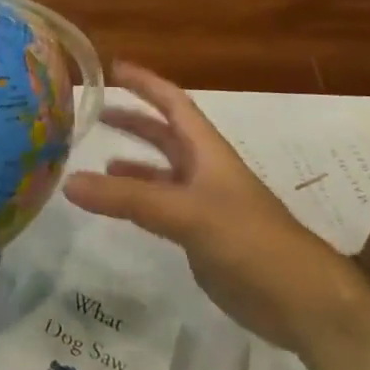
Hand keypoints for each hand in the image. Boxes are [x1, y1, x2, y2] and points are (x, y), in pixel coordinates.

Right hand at [64, 62, 369, 351]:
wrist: (302, 302)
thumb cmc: (251, 241)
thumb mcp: (186, 213)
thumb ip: (127, 199)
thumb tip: (68, 181)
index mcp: (208, 152)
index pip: (173, 104)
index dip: (145, 83)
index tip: (111, 67)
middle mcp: (205, 172)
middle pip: (165, 135)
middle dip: (133, 120)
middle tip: (94, 111)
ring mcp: (204, 206)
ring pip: (160, 173)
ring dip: (132, 163)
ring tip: (97, 161)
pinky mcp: (200, 237)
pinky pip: (160, 208)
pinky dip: (136, 201)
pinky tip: (117, 208)